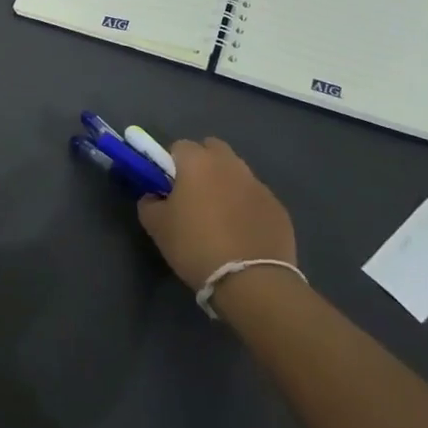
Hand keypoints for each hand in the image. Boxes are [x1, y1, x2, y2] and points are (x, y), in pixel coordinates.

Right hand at [136, 137, 295, 291]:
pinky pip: (255, 198)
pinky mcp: (278, 208)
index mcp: (198, 162)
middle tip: (194, 196)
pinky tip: (242, 235)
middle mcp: (230, 164)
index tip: (168, 187)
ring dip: (226, 185)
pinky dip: (247, 208)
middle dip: (203, 164)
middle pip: (213, 150)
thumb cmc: (195, 246)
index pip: (179, 146)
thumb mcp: (157, 227)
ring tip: (220, 219)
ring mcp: (258, 185)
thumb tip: (154, 196)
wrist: (251, 281)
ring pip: (237, 173)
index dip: (171, 164)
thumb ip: (149, 203)